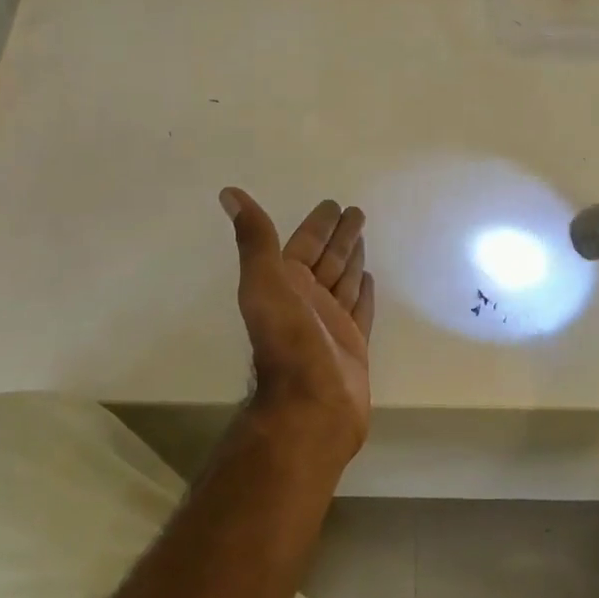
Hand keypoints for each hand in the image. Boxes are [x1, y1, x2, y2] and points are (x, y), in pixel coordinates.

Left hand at [220, 188, 375, 456]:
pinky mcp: (352, 344)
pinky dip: (364, 293)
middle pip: (327, 260)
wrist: (311, 404)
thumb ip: (255, 240)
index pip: (305, 244)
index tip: (334, 204)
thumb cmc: (288, 342)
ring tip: (364, 238)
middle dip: (340, 237)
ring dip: (352, 259)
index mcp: (285, 284)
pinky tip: (370, 278)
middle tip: (357, 212)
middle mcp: (306, 301)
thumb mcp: (264, 283)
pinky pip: (360, 310)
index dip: (318, 224)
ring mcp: (330, 323)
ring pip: (344, 281)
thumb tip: (228, 193)